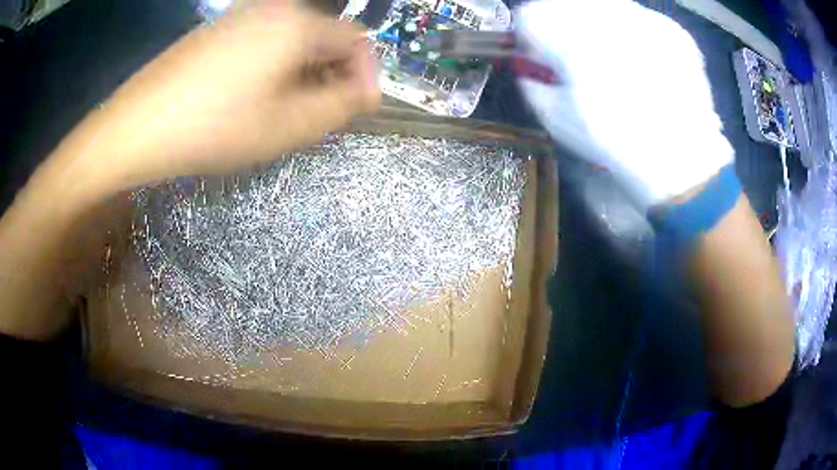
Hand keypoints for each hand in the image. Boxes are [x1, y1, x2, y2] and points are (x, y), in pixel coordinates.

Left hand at [52, 0, 379, 195]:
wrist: (137, 127)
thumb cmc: (213, 127)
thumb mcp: (287, 126)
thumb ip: (340, 106)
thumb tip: (367, 91)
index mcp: (297, 24)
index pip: (356, 39)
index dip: (365, 73)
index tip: (358, 107)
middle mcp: (273, 8)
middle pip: (322, 36)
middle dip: (331, 74)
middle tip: (318, 114)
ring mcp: (241, 15)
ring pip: (291, 39)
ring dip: (301, 72)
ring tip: (284, 109)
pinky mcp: (217, 29)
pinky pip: (262, 41)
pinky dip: (272, 66)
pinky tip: (252, 95)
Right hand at [515, 0, 732, 210]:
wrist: (682, 160)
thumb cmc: (616, 143)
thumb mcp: (557, 120)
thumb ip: (533, 83)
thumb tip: (529, 65)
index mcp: (570, 40)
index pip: (530, 15)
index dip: (530, 36)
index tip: (541, 56)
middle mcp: (606, 18)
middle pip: (566, 3)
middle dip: (564, 25)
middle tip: (576, 54)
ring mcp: (643, 19)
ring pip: (605, 5)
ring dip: (599, 25)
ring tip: (614, 59)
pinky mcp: (672, 30)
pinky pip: (641, 19)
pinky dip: (635, 34)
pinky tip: (645, 64)